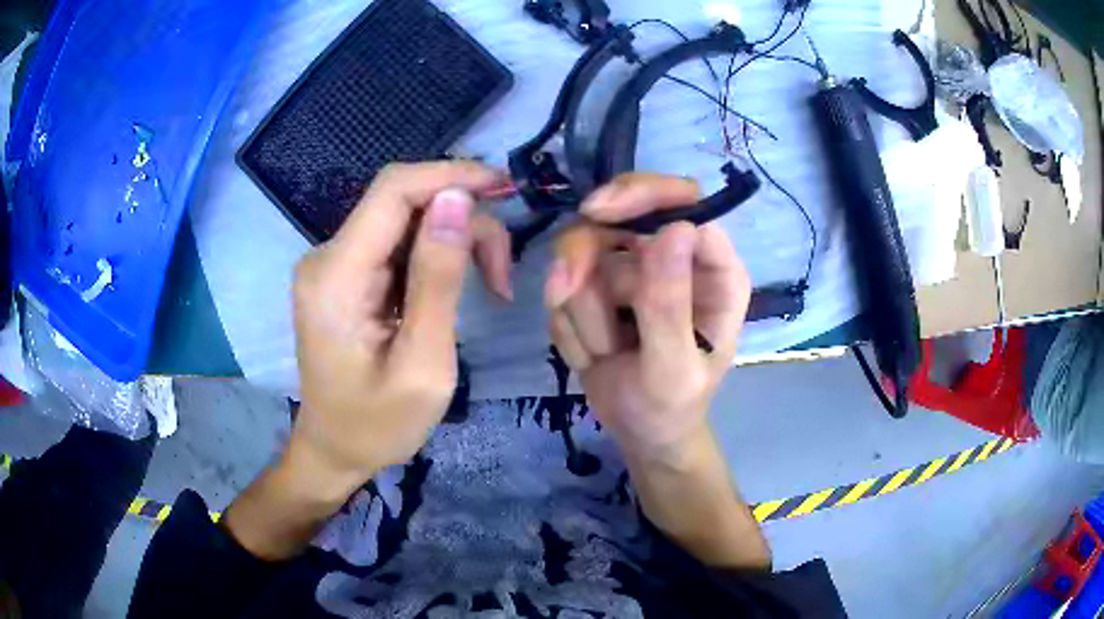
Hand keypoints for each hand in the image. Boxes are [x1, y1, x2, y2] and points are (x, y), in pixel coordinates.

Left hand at [290, 161, 511, 493]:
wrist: (335, 450)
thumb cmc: (378, 425)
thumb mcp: (423, 364)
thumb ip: (438, 279)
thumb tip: (457, 199)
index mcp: (336, 277)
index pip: (393, 190)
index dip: (451, 175)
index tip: (506, 189)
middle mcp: (327, 257)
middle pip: (403, 201)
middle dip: (463, 219)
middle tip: (504, 273)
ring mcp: (334, 264)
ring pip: (406, 220)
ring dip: (455, 239)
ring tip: (492, 285)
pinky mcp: (346, 274)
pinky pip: (398, 243)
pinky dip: (436, 254)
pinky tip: (458, 287)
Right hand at [544, 173, 769, 568]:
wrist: (640, 433)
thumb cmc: (671, 408)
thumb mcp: (673, 369)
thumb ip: (671, 305)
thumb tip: (674, 229)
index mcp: (714, 270)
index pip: (685, 201)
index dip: (642, 196)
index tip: (596, 213)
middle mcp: (676, 258)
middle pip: (620, 215)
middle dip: (585, 257)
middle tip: (563, 291)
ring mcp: (635, 270)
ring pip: (582, 251)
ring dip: (581, 310)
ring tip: (603, 353)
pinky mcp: (600, 287)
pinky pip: (564, 285)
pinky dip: (570, 325)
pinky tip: (593, 355)